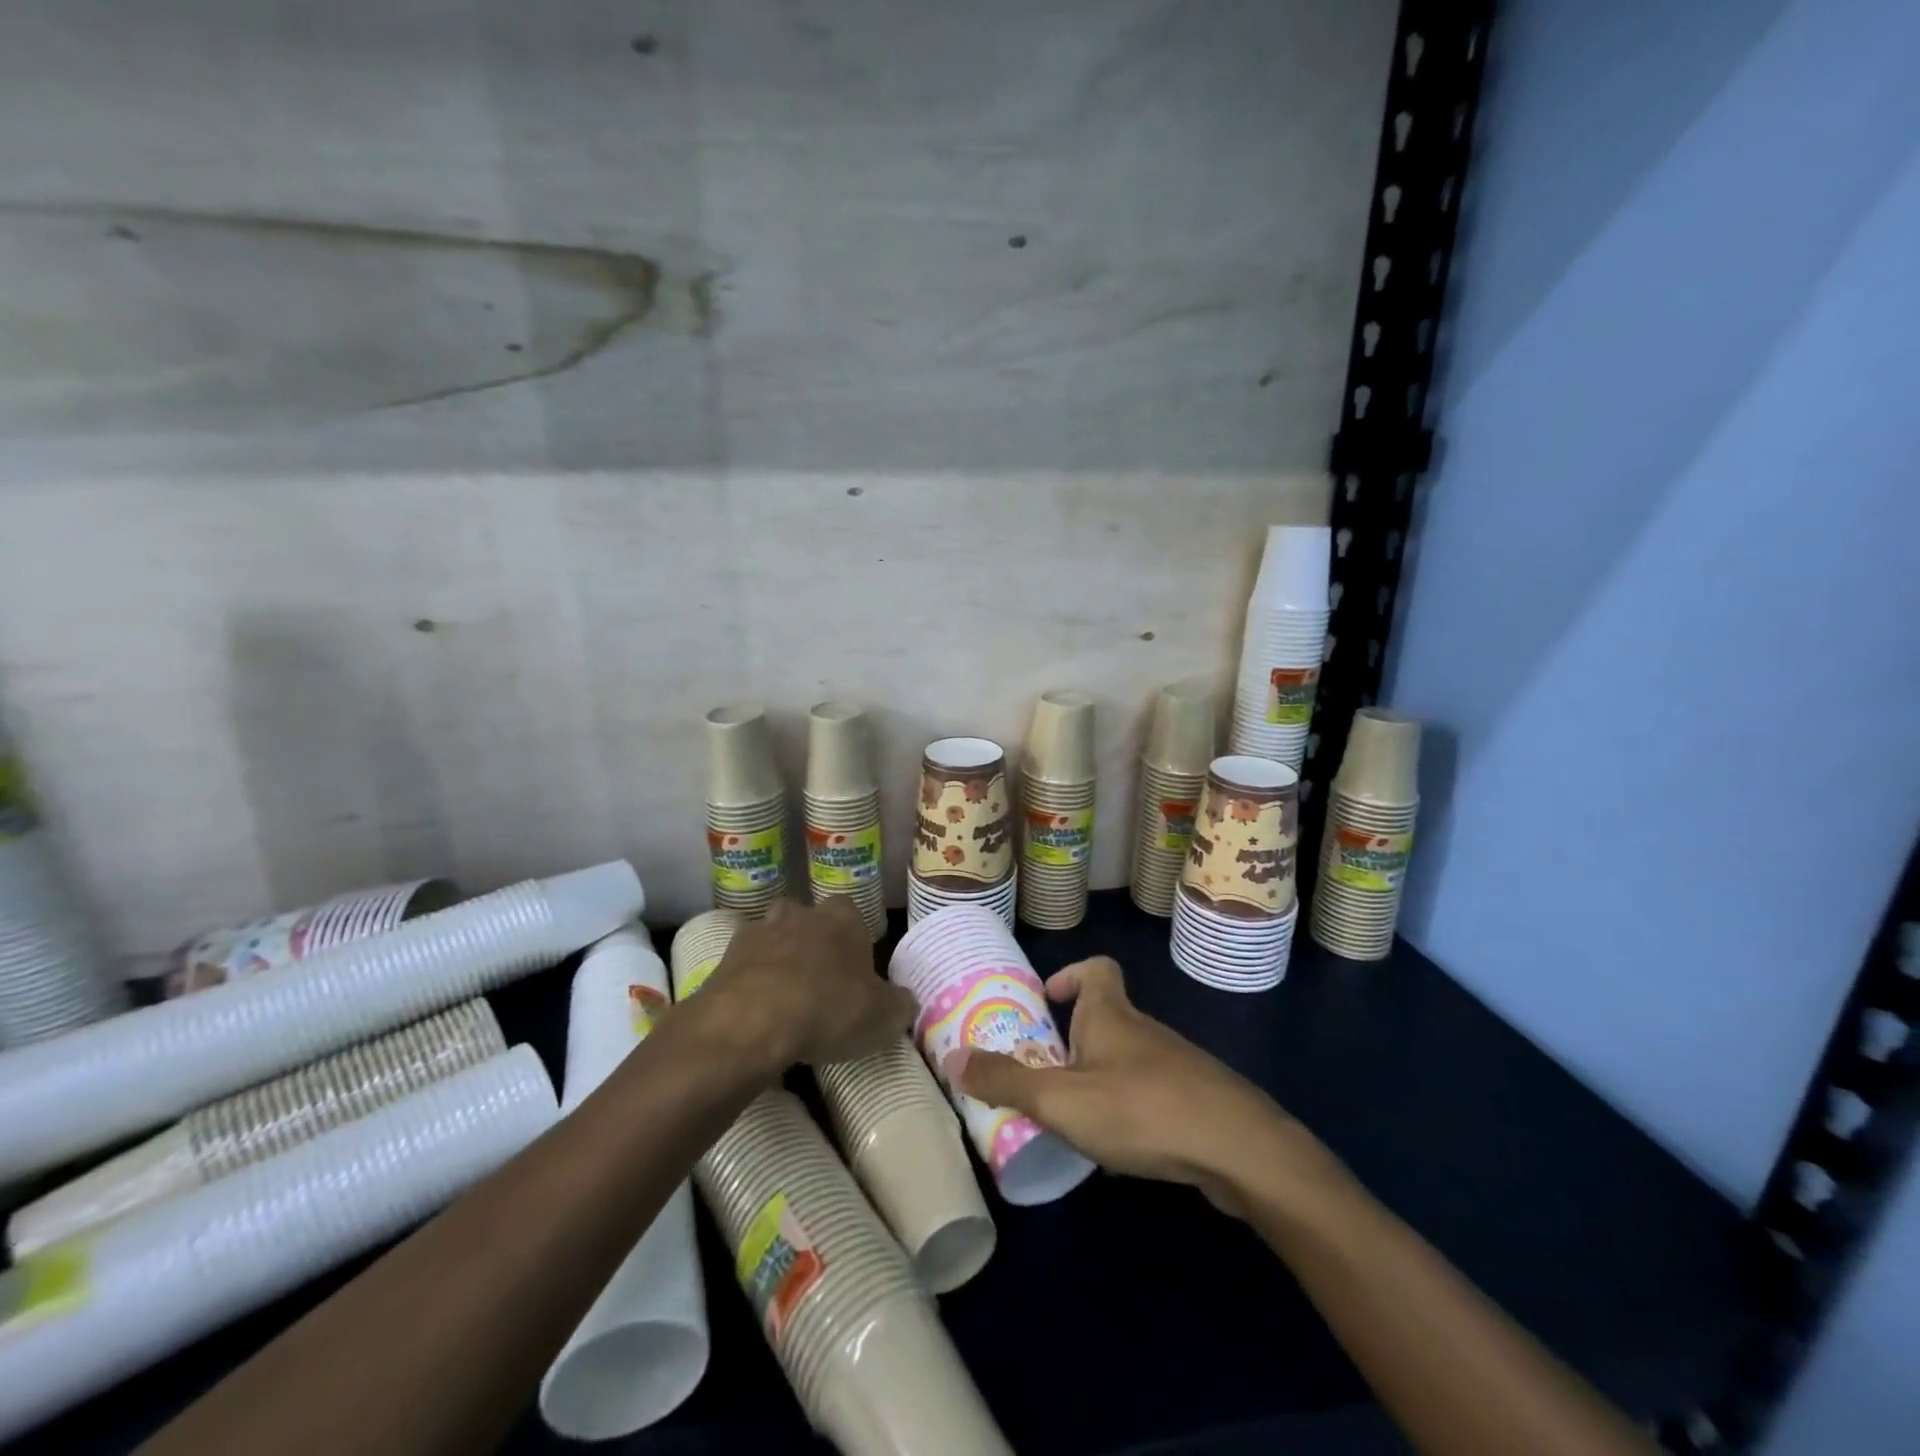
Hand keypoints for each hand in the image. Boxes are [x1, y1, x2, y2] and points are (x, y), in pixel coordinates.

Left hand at [704, 898, 916, 1067]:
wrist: (753, 1021)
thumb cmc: (829, 1008)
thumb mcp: (883, 1016)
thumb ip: (898, 1004)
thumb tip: (903, 1000)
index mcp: (842, 918)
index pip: (851, 912)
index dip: (853, 938)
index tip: (855, 968)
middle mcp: (799, 915)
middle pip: (806, 917)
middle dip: (810, 941)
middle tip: (818, 979)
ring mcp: (757, 934)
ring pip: (770, 937)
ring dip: (776, 959)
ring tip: (783, 998)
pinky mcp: (723, 961)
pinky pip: (742, 968)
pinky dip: (748, 984)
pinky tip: (755, 1014)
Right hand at [946, 956, 1337, 1215]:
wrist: (1239, 1149)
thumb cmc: (1140, 1109)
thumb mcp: (1060, 1099)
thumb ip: (1006, 1081)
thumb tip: (953, 1059)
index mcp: (1110, 1015)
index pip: (1096, 968)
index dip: (1071, 974)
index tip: (1047, 998)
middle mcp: (1143, 1030)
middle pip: (1106, 1017)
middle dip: (1073, 1039)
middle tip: (1041, 1072)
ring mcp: (1175, 1065)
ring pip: (1128, 1059)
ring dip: (1098, 1077)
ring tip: (1071, 1116)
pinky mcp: (1196, 1101)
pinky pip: (1151, 1093)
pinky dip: (1129, 1108)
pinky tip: (1119, 1147)